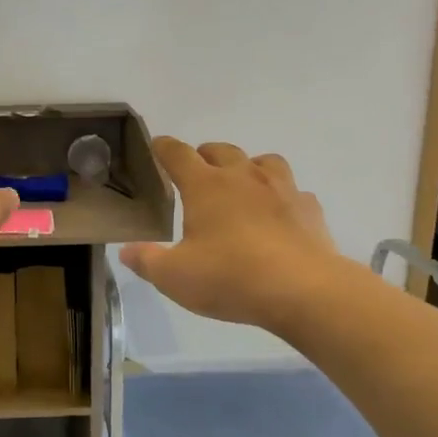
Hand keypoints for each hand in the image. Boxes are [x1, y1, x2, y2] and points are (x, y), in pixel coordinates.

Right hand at [119, 138, 341, 332]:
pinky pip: (294, 192)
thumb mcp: (174, 277)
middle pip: (221, 150)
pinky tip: (280, 215)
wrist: (303, 290)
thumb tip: (127, 251)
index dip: (163, 148)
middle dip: (205, 155)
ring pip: (264, 161)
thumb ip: (147, 261)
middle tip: (197, 172)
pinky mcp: (310, 209)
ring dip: (248, 167)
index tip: (156, 146)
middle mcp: (243, 177)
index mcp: (205, 186)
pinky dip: (283, 198)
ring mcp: (282, 189)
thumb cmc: (230, 277)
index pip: (178, 154)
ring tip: (242, 185)